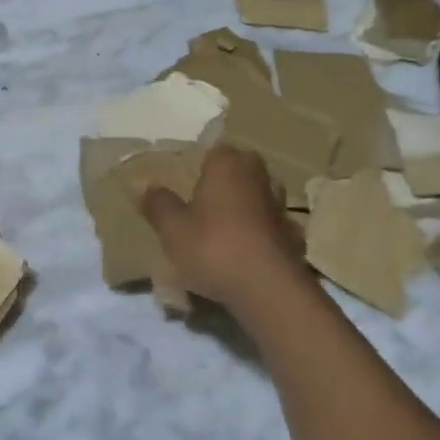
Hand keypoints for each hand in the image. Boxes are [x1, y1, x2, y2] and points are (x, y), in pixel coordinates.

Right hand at [140, 145, 311, 317]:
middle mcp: (259, 176)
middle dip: (225, 181)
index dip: (200, 162)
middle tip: (202, 201)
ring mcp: (280, 206)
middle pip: (240, 169)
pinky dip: (260, 233)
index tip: (186, 178)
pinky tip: (245, 251)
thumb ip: (158, 204)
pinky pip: (270, 226)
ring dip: (245, 206)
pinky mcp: (293, 236)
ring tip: (222, 227)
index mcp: (228, 164)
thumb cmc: (214, 247)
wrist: (269, 291)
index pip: (215, 148)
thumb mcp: (172, 228)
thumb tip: (146, 187)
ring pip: (258, 196)